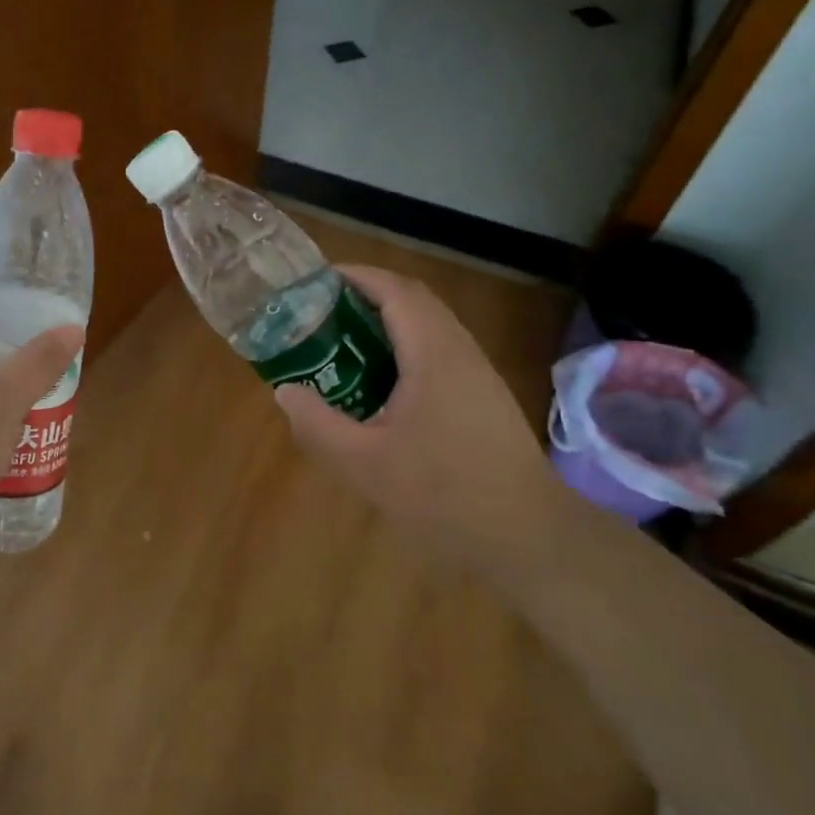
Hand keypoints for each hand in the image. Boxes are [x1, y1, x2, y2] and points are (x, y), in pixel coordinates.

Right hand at [274, 265, 566, 571]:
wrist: (529, 538)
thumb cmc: (444, 496)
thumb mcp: (364, 464)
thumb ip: (317, 424)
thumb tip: (285, 391)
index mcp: (433, 355)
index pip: (396, 291)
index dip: (356, 276)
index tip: (316, 280)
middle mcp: (460, 351)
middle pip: (413, 300)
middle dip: (366, 295)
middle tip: (320, 310)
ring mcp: (478, 373)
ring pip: (429, 325)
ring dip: (386, 320)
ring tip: (342, 340)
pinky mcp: (484, 396)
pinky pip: (439, 350)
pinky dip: (404, 346)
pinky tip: (380, 382)